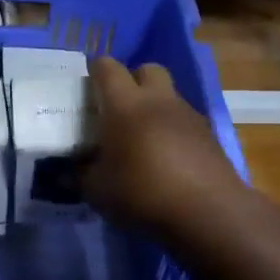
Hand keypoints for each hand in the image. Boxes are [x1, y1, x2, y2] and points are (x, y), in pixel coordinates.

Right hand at [81, 56, 241, 234]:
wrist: (207, 212)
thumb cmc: (142, 193)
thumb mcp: (98, 191)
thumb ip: (81, 175)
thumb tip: (70, 171)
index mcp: (125, 105)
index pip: (107, 68)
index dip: (96, 70)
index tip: (87, 83)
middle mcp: (158, 100)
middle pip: (147, 69)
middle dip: (133, 79)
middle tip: (120, 106)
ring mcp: (188, 115)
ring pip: (170, 95)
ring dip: (156, 106)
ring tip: (144, 137)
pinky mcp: (209, 135)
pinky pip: (186, 121)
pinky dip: (174, 130)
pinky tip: (168, 158)